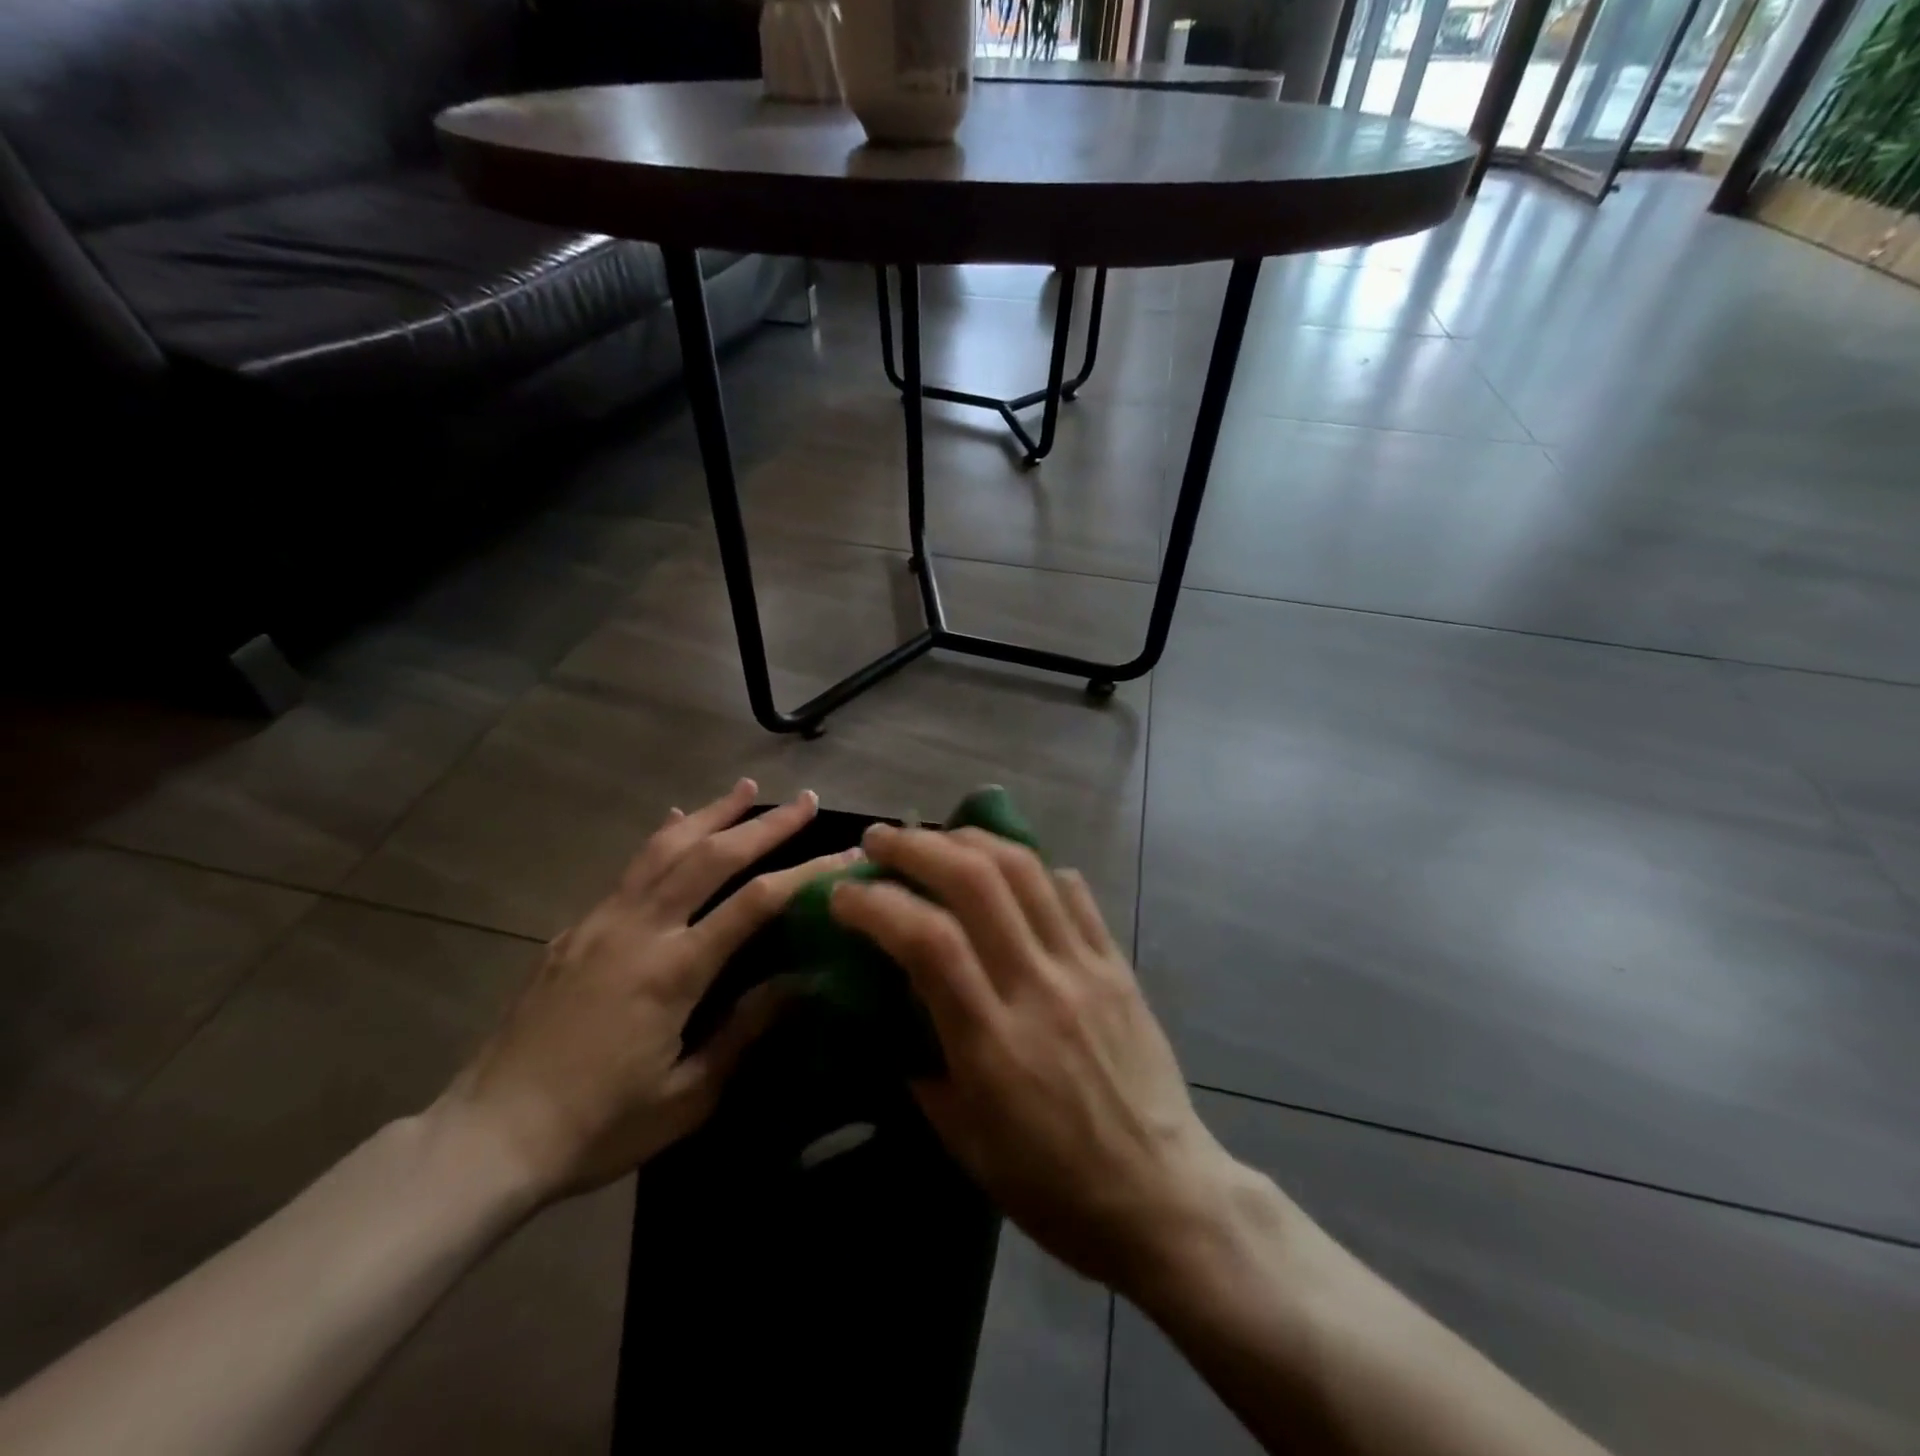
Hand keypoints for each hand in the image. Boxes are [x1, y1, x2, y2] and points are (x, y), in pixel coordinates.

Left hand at [439, 779, 854, 1202]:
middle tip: (806, 801)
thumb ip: (744, 1032)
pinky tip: (675, 821)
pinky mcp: (575, 929)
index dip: (806, 872)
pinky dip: (662, 838)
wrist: (487, 1137)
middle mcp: (638, 929)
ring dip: (712, 813)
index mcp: (672, 970)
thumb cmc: (598, 1126)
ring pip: (665, 848)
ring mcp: (601, 922)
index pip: (756, 903)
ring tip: (747, 788)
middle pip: (711, 856)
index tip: (845, 853)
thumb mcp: (687, 1095)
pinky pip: (629, 869)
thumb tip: (799, 983)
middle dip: (765, 825)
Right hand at [829, 825, 1241, 1294]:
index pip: (928, 941)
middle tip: (880, 840)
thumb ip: (921, 1067)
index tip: (843, 894)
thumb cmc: (1053, 1187)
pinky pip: (1073, 892)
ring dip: (971, 838)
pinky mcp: (1117, 963)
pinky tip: (1009, 869)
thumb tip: (892, 1007)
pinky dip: (1033, 866)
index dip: (877, 903)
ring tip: (938, 836)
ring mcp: (1085, 968)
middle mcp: (1039, 987)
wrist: (1163, 1198)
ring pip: (1026, 870)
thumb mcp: (965, 1144)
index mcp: (993, 1043)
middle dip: (918, 847)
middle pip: (976, 881)